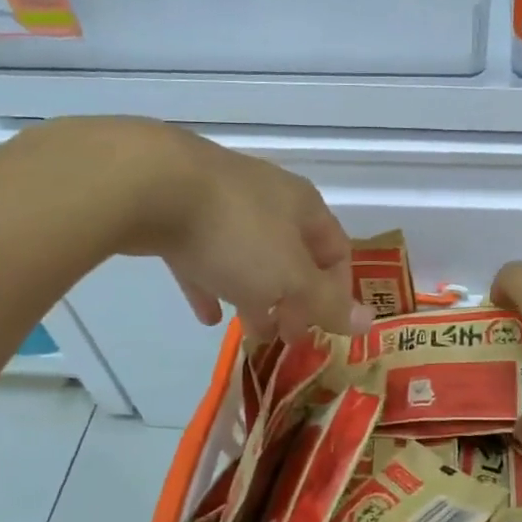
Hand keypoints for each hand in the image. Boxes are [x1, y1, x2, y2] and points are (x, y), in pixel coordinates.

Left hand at [103, 120, 371, 341]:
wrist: (152, 185)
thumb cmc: (237, 234)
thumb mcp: (290, 277)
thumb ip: (327, 302)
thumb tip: (369, 321)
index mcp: (304, 207)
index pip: (336, 250)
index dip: (338, 291)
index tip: (326, 327)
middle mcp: (270, 199)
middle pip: (294, 255)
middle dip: (295, 298)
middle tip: (289, 336)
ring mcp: (223, 203)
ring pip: (250, 256)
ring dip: (256, 294)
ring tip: (253, 331)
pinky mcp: (181, 213)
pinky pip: (206, 256)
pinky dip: (213, 284)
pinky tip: (207, 315)